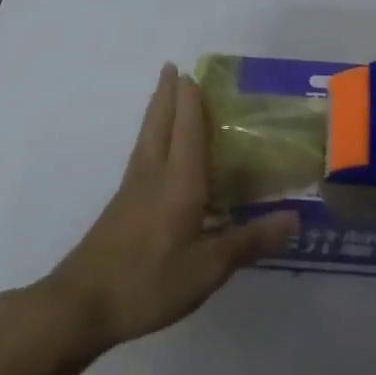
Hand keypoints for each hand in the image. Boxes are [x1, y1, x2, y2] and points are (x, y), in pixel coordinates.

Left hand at [44, 64, 298, 352]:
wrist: (81, 306)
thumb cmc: (148, 282)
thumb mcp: (208, 268)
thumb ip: (249, 240)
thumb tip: (294, 217)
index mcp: (178, 182)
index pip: (187, 130)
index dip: (190, 101)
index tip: (191, 71)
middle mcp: (153, 176)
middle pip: (159, 124)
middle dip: (167, 95)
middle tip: (172, 68)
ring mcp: (131, 191)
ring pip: (146, 138)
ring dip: (157, 112)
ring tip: (164, 96)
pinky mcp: (120, 208)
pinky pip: (141, 157)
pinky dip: (152, 138)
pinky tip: (156, 152)